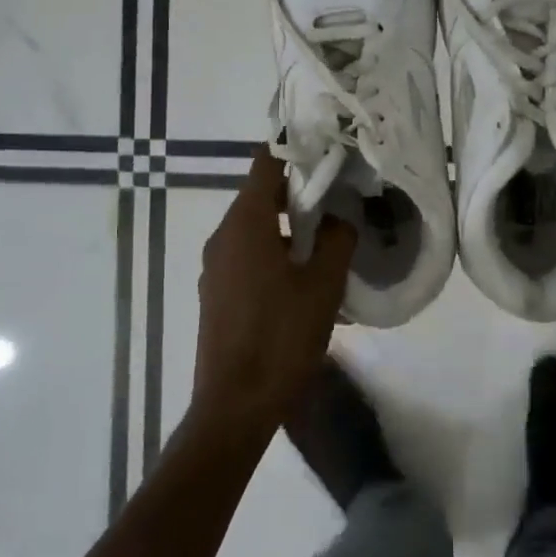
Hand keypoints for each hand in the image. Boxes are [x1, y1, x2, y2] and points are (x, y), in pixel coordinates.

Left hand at [193, 148, 357, 433]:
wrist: (234, 406)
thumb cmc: (281, 338)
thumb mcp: (323, 285)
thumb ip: (336, 239)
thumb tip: (340, 216)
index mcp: (245, 223)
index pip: (266, 163)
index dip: (296, 150)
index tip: (327, 151)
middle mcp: (223, 236)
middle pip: (261, 196)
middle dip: (299, 196)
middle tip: (339, 203)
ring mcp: (215, 267)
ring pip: (255, 229)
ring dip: (288, 230)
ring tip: (327, 249)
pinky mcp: (216, 293)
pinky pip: (247, 258)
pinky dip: (274, 256)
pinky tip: (304, 285)